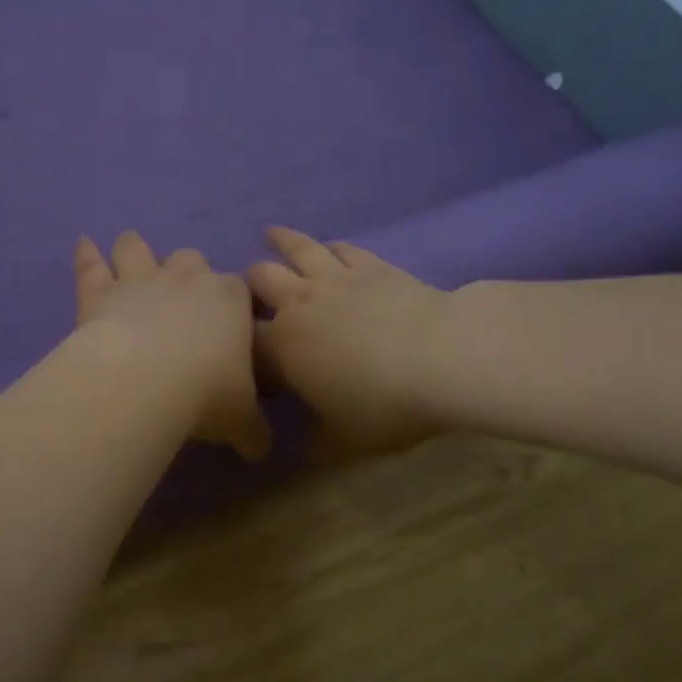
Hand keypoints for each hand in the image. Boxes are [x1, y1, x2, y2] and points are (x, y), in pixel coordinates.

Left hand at [74, 231, 271, 462]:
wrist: (144, 382)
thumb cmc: (206, 394)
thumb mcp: (242, 421)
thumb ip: (253, 431)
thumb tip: (259, 449)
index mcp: (231, 298)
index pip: (240, 291)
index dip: (236, 306)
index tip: (232, 327)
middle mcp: (188, 277)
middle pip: (191, 260)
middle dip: (188, 273)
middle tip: (183, 298)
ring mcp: (141, 279)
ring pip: (138, 248)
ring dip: (135, 249)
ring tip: (130, 249)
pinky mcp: (101, 292)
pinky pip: (91, 265)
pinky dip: (86, 254)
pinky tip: (82, 243)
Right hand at [247, 227, 452, 461]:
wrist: (440, 356)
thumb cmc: (384, 403)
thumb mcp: (345, 442)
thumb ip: (317, 443)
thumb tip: (304, 448)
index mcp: (282, 346)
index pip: (246, 339)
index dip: (241, 344)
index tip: (249, 354)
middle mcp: (299, 303)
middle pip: (259, 279)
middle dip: (250, 284)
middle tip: (254, 292)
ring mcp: (334, 278)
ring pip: (297, 248)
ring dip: (281, 241)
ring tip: (271, 233)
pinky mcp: (371, 265)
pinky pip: (341, 248)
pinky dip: (329, 248)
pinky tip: (329, 247)